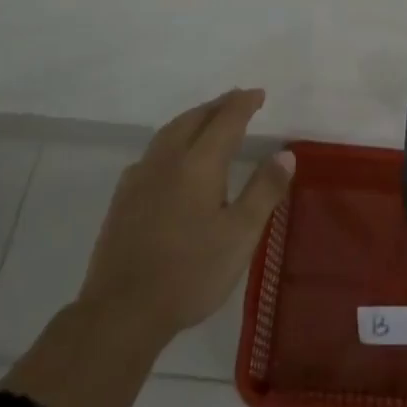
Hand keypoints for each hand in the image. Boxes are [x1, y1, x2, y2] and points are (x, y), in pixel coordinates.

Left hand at [78, 88, 295, 339]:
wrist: (121, 312)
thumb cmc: (190, 273)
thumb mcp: (240, 235)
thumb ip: (264, 190)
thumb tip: (285, 153)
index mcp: (199, 164)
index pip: (225, 120)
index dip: (243, 104)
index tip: (258, 94)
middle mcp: (167, 160)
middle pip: (194, 119)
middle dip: (217, 106)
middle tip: (237, 100)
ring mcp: (140, 178)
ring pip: (169, 132)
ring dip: (193, 118)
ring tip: (207, 119)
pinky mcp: (123, 199)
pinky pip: (152, 153)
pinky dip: (171, 141)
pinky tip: (171, 158)